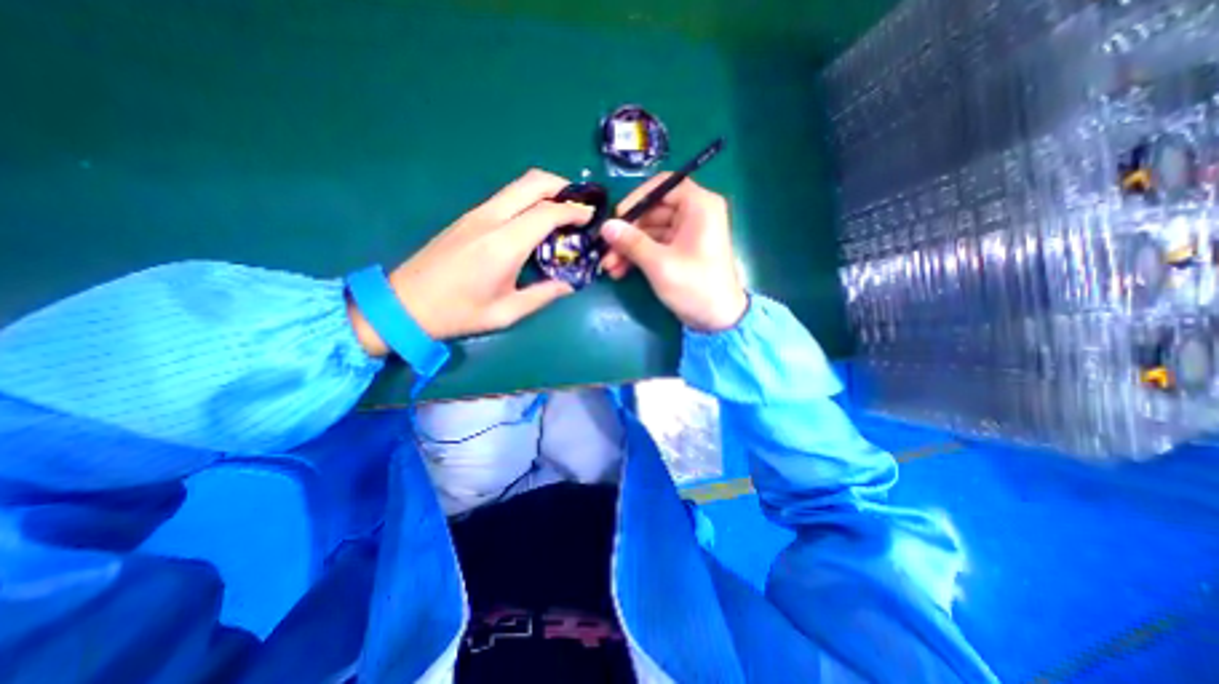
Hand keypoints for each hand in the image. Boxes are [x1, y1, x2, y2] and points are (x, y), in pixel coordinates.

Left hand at [348, 168, 590, 354]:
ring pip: (518, 185)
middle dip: (563, 186)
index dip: (574, 211)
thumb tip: (569, 285)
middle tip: (580, 204)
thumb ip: (542, 296)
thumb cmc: (457, 313)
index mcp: (504, 245)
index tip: (591, 217)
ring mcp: (476, 214)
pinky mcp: (468, 217)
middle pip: (532, 182)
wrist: (403, 304)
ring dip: (546, 190)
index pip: (547, 212)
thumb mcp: (506, 313)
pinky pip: (506, 197)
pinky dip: (529, 199)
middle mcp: (491, 220)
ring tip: (563, 211)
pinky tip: (536, 221)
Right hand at [599, 172, 747, 329]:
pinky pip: (655, 245)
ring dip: (629, 247)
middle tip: (606, 249)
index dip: (637, 199)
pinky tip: (620, 271)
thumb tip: (606, 226)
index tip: (618, 217)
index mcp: (699, 206)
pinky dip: (639, 256)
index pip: (663, 186)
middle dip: (627, 232)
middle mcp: (694, 214)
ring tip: (609, 266)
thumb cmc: (695, 287)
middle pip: (653, 211)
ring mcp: (687, 233)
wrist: (718, 320)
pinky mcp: (681, 251)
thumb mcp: (660, 264)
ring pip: (650, 231)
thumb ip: (632, 242)